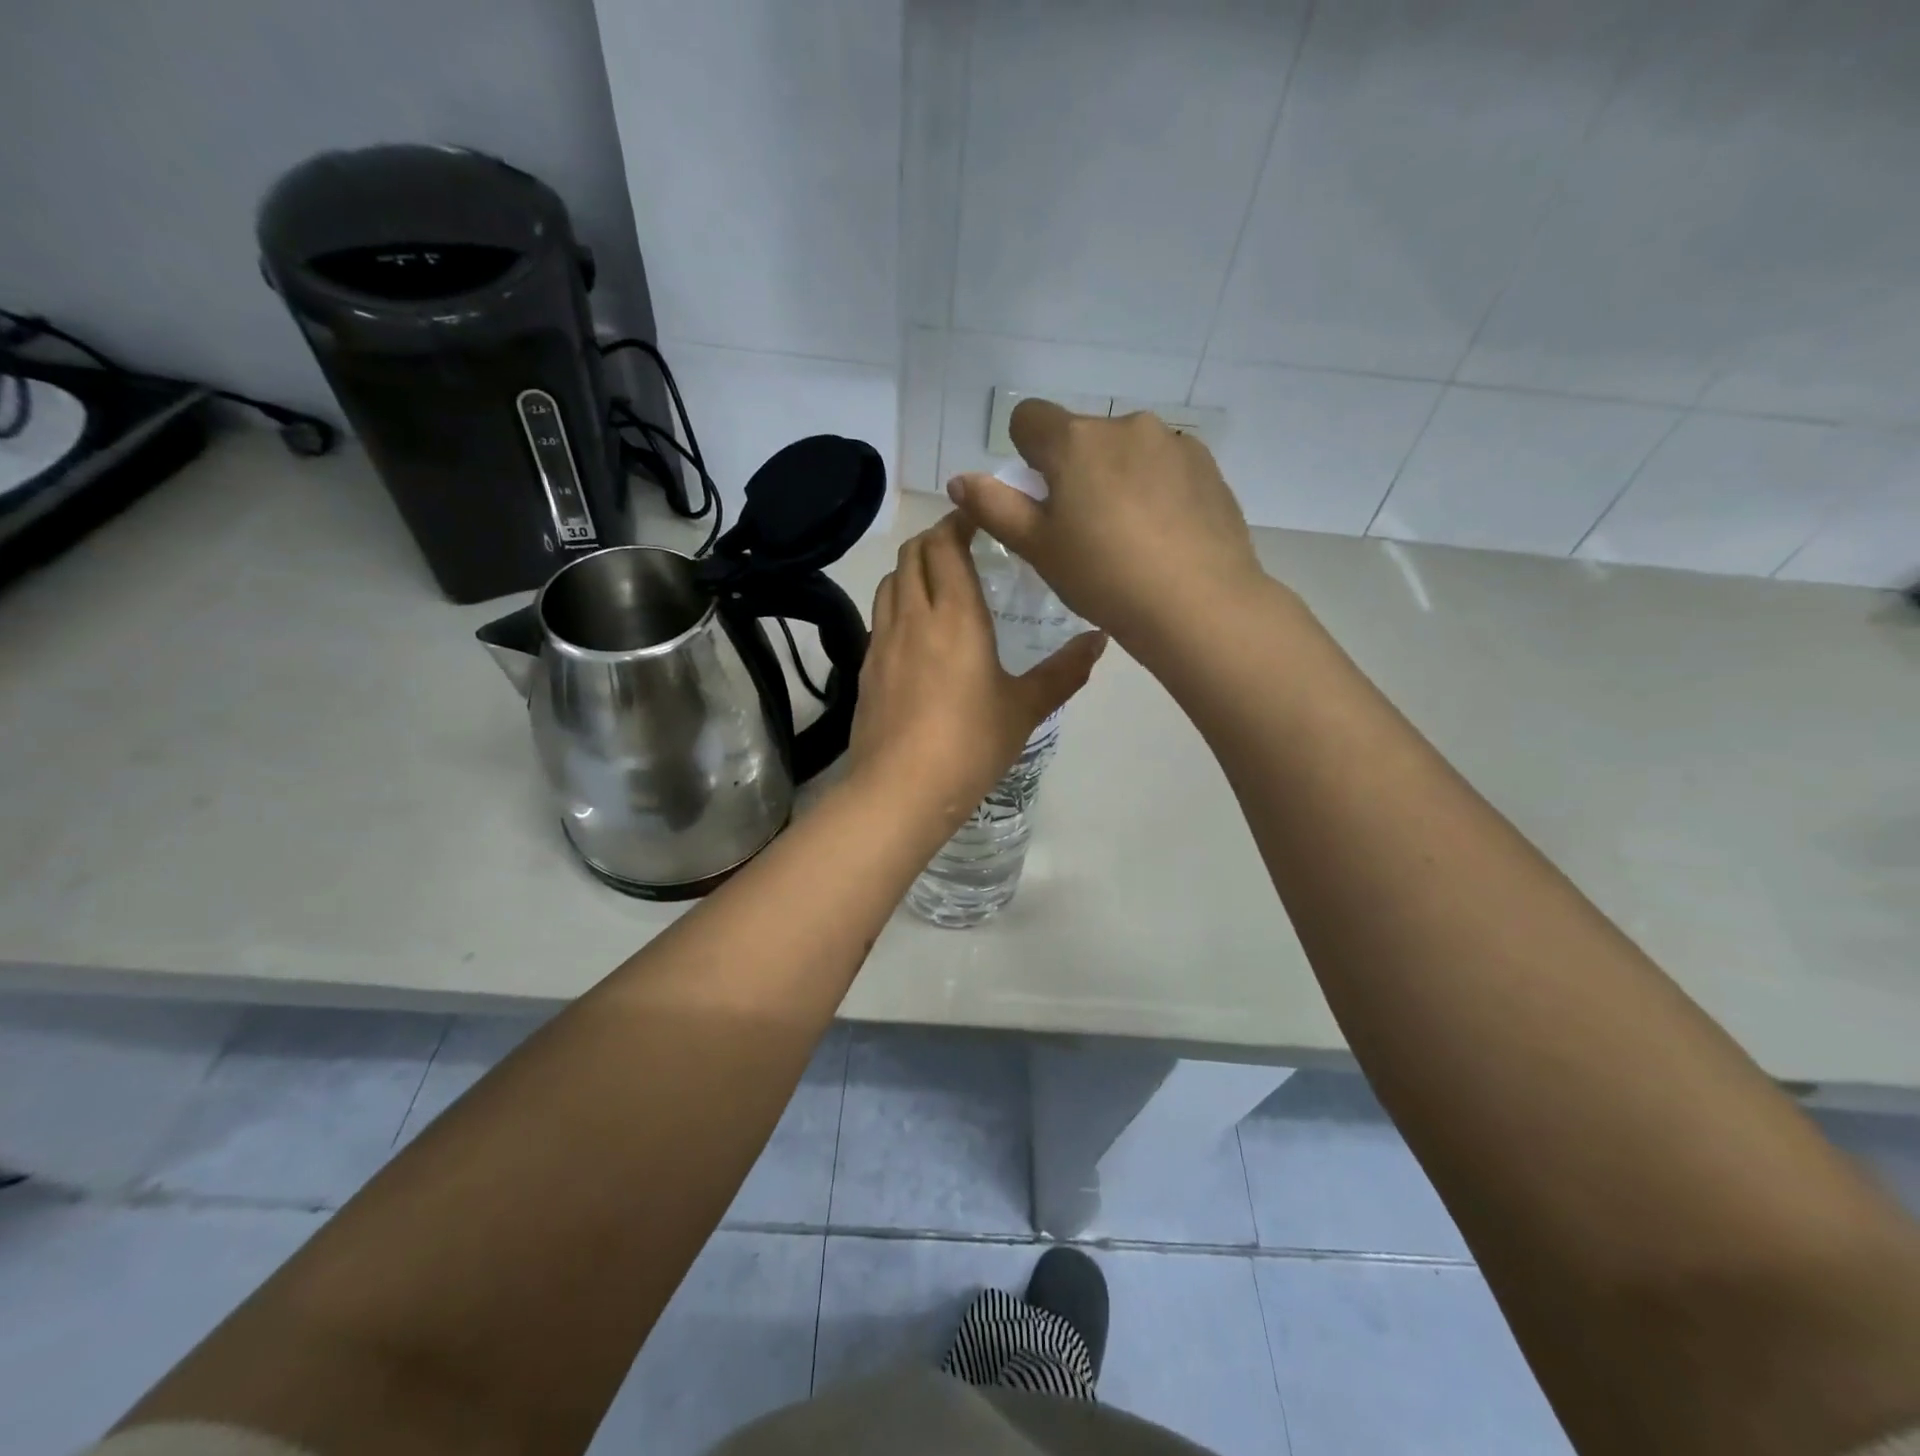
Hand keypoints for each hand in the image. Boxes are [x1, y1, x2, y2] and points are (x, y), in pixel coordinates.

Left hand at [848, 512, 1105, 825]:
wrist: (899, 790)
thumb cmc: (970, 745)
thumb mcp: (1025, 709)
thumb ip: (1064, 671)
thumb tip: (1100, 640)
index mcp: (955, 615)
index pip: (945, 544)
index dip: (959, 521)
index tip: (980, 517)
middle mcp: (913, 616)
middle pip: (912, 553)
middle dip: (935, 538)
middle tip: (963, 546)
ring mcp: (882, 641)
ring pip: (890, 582)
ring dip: (912, 568)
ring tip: (938, 582)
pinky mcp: (866, 668)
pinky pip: (880, 616)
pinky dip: (898, 602)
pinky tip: (916, 631)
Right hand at [946, 400, 1266, 654]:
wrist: (1197, 604)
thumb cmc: (1104, 577)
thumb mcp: (1039, 549)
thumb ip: (995, 508)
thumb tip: (960, 480)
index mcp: (1075, 441)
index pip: (1028, 418)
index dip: (1024, 455)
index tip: (1040, 498)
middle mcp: (1124, 425)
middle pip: (1081, 437)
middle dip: (1074, 471)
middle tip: (1083, 531)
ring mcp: (1172, 442)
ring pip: (1126, 451)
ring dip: (1117, 477)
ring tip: (1130, 537)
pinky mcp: (1207, 465)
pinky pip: (1165, 466)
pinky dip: (1156, 488)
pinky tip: (1165, 534)